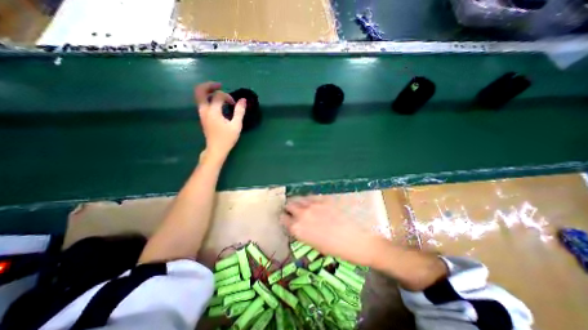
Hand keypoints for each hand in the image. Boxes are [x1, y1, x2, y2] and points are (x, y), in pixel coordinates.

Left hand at [194, 81, 245, 161]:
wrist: (216, 149)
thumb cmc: (227, 138)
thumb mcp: (236, 126)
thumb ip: (239, 112)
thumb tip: (243, 100)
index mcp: (213, 112)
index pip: (218, 96)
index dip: (228, 96)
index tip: (234, 104)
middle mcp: (204, 110)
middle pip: (200, 91)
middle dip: (209, 85)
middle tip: (219, 85)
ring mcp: (201, 113)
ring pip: (199, 96)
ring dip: (207, 91)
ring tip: (218, 91)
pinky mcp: (202, 117)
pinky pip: (201, 102)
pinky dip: (207, 97)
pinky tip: (216, 101)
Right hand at [282, 197, 383, 265]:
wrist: (359, 240)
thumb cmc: (336, 249)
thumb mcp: (315, 244)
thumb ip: (303, 232)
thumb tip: (298, 225)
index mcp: (298, 229)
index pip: (283, 218)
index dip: (285, 218)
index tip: (287, 218)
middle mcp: (302, 214)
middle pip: (289, 204)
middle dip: (290, 207)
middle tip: (294, 210)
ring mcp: (314, 204)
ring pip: (299, 197)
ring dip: (299, 201)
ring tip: (304, 205)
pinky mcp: (324, 198)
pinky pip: (312, 196)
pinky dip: (310, 199)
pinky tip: (315, 203)